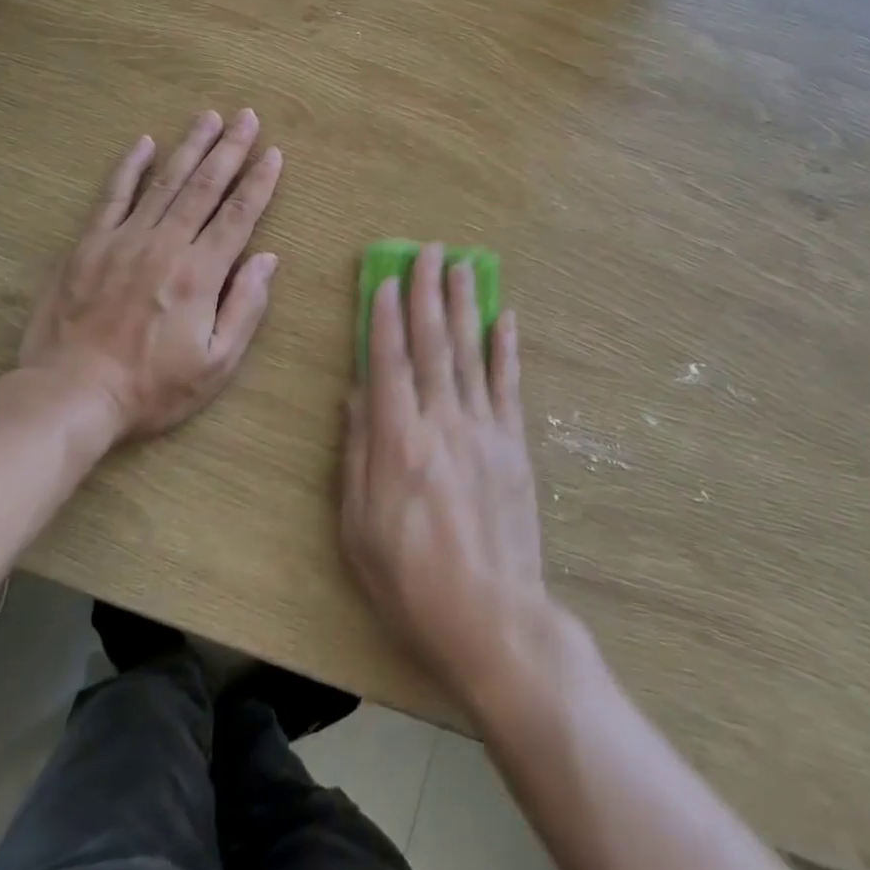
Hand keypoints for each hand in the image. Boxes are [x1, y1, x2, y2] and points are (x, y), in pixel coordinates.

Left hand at [10, 109, 282, 444]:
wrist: (72, 394)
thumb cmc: (151, 387)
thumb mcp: (215, 364)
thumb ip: (245, 307)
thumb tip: (267, 259)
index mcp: (200, 273)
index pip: (238, 216)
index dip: (259, 182)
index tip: (274, 153)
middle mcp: (165, 245)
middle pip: (205, 187)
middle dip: (230, 149)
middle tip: (247, 116)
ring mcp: (124, 240)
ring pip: (165, 182)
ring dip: (190, 147)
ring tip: (209, 117)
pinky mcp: (89, 244)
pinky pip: (112, 196)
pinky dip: (129, 167)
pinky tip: (144, 143)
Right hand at [341, 244, 555, 708]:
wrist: (492, 618)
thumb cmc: (411, 579)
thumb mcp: (358, 527)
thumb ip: (356, 453)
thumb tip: (356, 395)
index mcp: (397, 441)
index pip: (389, 361)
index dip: (384, 317)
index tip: (385, 279)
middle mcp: (442, 421)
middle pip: (432, 344)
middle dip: (427, 293)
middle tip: (428, 251)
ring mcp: (483, 429)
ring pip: (470, 352)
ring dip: (464, 305)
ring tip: (462, 266)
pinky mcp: (513, 444)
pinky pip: (508, 384)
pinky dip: (505, 348)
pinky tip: (504, 317)